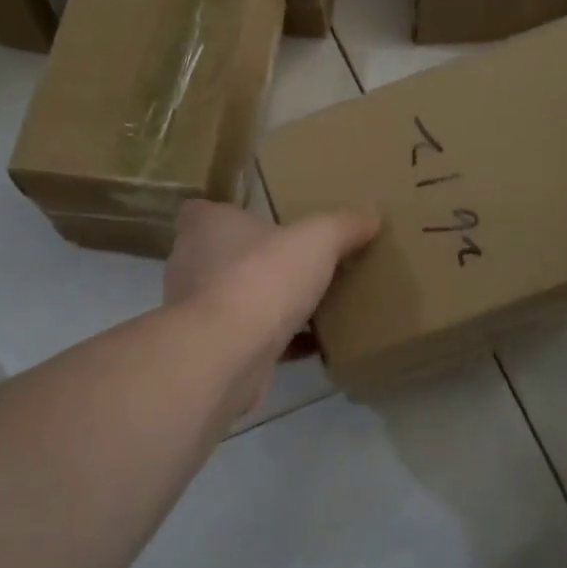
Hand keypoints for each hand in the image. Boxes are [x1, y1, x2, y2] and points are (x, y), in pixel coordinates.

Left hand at [164, 199, 379, 411]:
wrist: (226, 356)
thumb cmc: (261, 279)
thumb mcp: (316, 241)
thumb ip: (343, 225)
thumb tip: (372, 212)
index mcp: (206, 228)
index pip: (206, 212)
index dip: (233, 216)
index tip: (266, 223)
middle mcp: (193, 266)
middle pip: (227, 257)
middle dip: (261, 261)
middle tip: (302, 262)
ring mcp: (199, 312)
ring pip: (239, 300)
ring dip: (271, 304)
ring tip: (315, 304)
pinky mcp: (214, 350)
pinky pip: (252, 339)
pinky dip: (281, 342)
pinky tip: (317, 345)